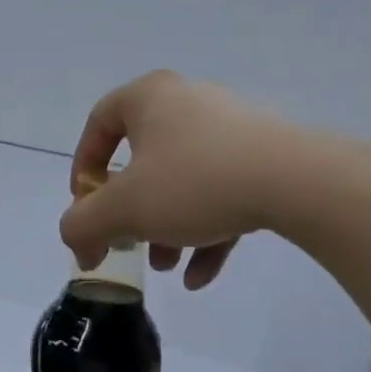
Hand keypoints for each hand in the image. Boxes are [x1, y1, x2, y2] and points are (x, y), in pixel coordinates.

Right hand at [60, 70, 289, 289]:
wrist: (292, 180)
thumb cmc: (193, 181)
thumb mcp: (124, 209)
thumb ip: (83, 225)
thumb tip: (78, 242)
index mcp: (150, 97)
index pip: (100, 123)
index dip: (84, 167)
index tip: (87, 207)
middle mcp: (188, 101)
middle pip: (144, 159)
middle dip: (133, 212)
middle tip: (131, 245)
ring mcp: (230, 126)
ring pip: (185, 180)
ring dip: (170, 227)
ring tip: (169, 267)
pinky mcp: (263, 154)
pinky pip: (222, 190)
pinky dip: (208, 229)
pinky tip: (202, 275)